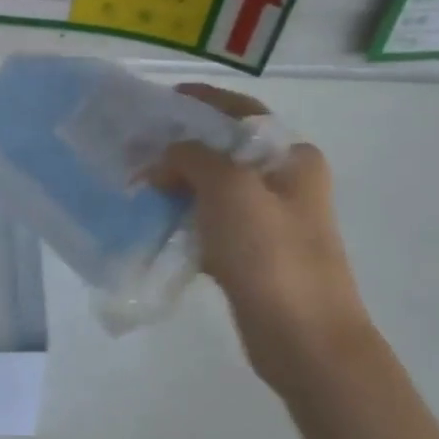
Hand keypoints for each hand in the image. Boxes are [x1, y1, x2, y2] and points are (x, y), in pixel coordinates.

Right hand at [157, 86, 380, 398]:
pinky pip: (209, 223)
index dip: (202, 101)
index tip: (160, 99)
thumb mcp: (230, 188)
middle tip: (135, 147)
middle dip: (179, 147)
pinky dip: (182, 217)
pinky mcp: (251, 254)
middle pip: (223, 151)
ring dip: (177, 183)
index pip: (242, 113)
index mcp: (292, 158)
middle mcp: (284, 183)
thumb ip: (192, 157)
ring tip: (135, 182)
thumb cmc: (271, 253)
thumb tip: (163, 159)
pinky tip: (152, 219)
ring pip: (212, 189)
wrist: (303, 338)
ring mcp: (269, 221)